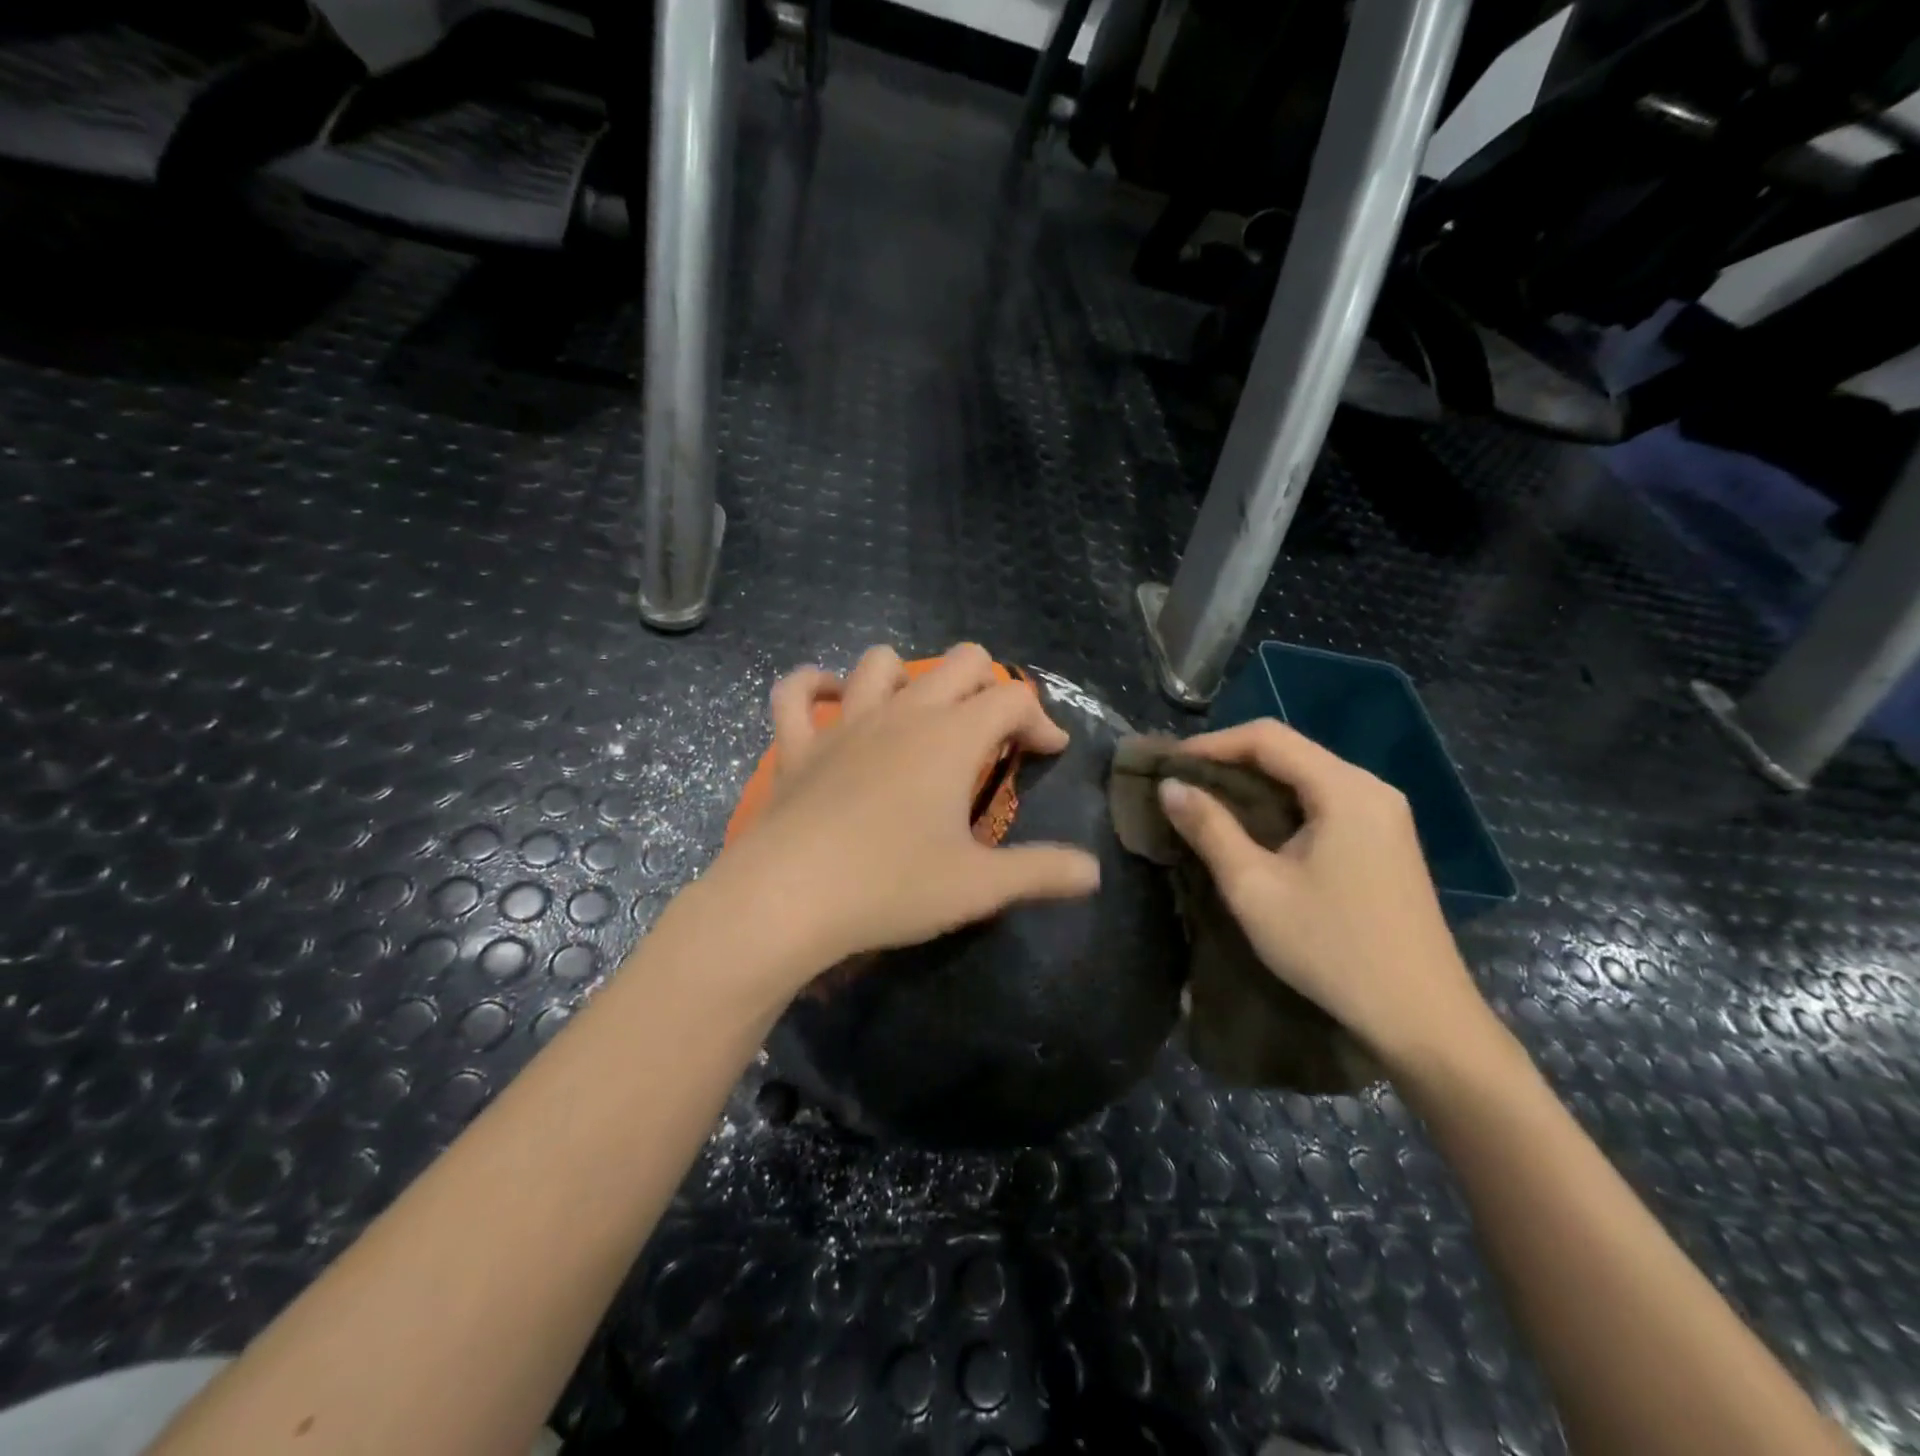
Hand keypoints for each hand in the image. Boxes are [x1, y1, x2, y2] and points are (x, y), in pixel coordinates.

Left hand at [710, 643, 1100, 980]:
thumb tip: (1093, 872)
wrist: (789, 898)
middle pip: (959, 662)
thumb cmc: (891, 886)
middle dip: (988, 685)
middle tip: (993, 732)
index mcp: (952, 738)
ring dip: (908, 677)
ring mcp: (844, 723)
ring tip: (919, 715)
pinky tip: (829, 699)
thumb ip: (1042, 872)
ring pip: (880, 662)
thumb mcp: (979, 886)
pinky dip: (813, 686)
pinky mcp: (796, 744)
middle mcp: (903, 714)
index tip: (1049, 754)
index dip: (1040, 719)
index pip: (1013, 698)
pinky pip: (795, 693)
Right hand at [1155, 719, 1490, 1065]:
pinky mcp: (1386, 840)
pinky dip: (1281, 804)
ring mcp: (1384, 814)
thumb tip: (1170, 786)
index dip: (1212, 744)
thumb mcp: (1255, 888)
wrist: (1422, 1018)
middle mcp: (1371, 788)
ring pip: (1306, 776)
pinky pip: (1324, 801)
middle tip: (1181, 785)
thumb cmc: (1332, 948)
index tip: (1169, 766)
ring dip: (1254, 784)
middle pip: (1290, 751)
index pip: (1268, 738)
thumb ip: (1210, 829)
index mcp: (1345, 789)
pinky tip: (1254, 829)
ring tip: (1206, 804)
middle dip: (1230, 761)